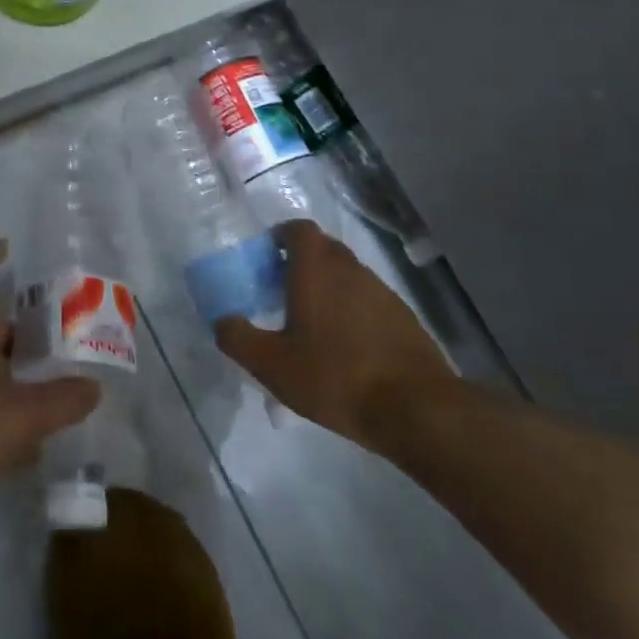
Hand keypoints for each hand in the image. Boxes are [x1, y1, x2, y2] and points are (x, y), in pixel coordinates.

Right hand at [215, 221, 458, 449]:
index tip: (265, 258)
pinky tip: (345, 347)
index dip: (280, 236)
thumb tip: (221, 321)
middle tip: (281, 291)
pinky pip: (369, 300)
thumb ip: (238, 338)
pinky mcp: (404, 318)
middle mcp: (350, 270)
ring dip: (328, 287)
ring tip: (311, 323)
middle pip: (323, 249)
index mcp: (316, 270)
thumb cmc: (335, 376)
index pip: (298, 229)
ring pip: (347, 275)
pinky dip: (352, 311)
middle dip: (301, 262)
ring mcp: (382, 292)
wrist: (417, 409)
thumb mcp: (272, 365)